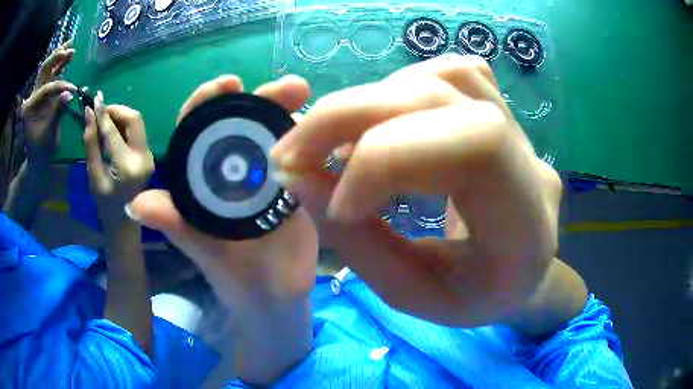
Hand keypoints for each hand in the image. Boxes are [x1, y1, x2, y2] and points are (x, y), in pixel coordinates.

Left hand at [20, 41, 75, 162]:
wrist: (37, 160)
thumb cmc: (41, 150)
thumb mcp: (48, 134)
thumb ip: (57, 112)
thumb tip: (70, 93)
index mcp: (30, 107)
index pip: (46, 88)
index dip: (59, 86)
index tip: (73, 90)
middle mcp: (32, 97)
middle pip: (44, 70)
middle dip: (56, 58)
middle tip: (69, 49)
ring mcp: (38, 95)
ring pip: (47, 69)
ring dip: (58, 57)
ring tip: (71, 46)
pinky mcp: (43, 96)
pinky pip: (51, 76)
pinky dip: (59, 66)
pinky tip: (67, 57)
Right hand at [84, 92, 153, 233]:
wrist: (125, 224)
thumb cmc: (105, 204)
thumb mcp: (94, 175)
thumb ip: (91, 144)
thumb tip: (89, 114)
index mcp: (127, 166)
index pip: (113, 131)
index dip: (103, 113)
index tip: (94, 99)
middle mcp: (143, 157)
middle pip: (134, 119)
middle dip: (116, 110)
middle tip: (100, 113)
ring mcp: (149, 156)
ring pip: (137, 123)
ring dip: (120, 117)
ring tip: (103, 123)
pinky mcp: (148, 155)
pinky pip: (136, 132)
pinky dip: (123, 126)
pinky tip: (111, 132)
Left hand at [129, 76, 318, 307]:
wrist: (276, 295)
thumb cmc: (235, 277)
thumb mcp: (202, 251)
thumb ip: (174, 227)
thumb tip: (134, 205)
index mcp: (202, 179)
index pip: (198, 130)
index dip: (209, 103)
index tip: (227, 84)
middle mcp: (232, 170)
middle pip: (241, 123)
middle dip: (259, 99)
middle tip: (286, 87)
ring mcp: (265, 175)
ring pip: (272, 133)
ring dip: (286, 111)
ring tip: (303, 95)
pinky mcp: (294, 185)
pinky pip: (299, 154)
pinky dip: (308, 136)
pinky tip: (321, 126)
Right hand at [271, 54, 562, 327]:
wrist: (520, 271)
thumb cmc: (475, 297)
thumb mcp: (413, 295)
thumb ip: (357, 243)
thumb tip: (299, 178)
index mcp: (527, 224)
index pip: (475, 148)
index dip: (387, 159)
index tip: (336, 205)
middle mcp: (531, 162)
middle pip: (442, 96)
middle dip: (348, 116)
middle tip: (292, 153)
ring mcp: (521, 129)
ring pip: (445, 76)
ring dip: (373, 101)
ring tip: (339, 142)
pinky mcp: (503, 113)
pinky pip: (453, 73)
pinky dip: (401, 87)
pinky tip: (384, 122)